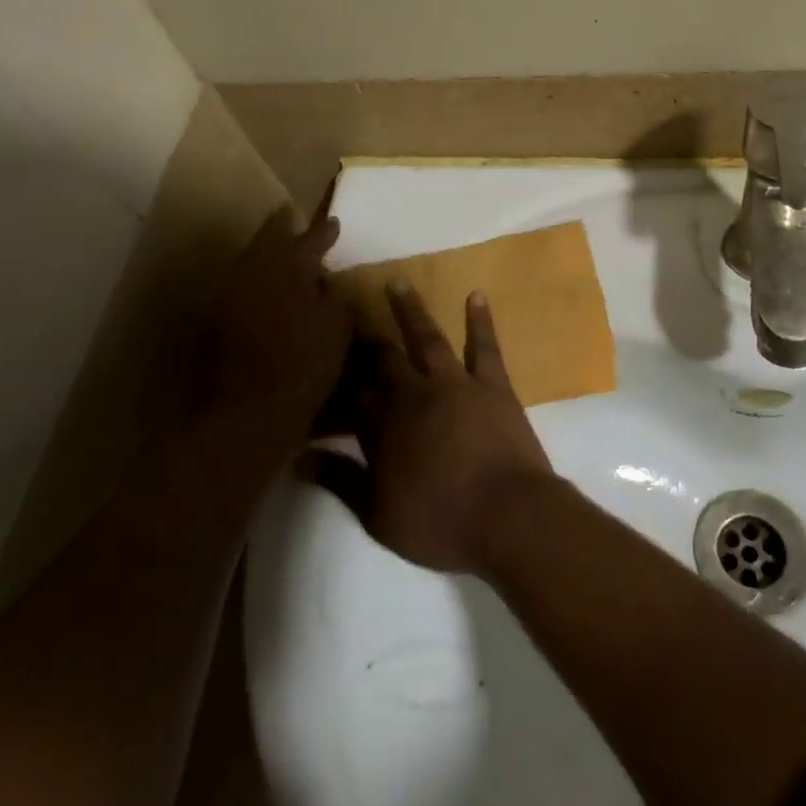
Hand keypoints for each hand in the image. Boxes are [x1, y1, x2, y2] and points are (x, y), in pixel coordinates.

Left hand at [183, 208, 352, 488]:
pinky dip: (255, 282)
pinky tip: (266, 292)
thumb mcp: (338, 329)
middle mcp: (254, 272)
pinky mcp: (216, 320)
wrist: (245, 412)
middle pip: (268, 238)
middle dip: (283, 228)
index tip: (334, 223)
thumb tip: (328, 282)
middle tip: (293, 219)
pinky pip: (240, 287)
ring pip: (250, 262)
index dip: (324, 231)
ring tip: (282, 256)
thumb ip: (336, 298)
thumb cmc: (303, 367)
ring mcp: (229, 294)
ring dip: (266, 255)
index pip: (310, 239)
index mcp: (289, 267)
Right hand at [305, 286, 553, 575]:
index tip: (327, 349)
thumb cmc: (440, 522)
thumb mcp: (379, 515)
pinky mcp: (492, 385)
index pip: (354, 393)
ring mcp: (455, 385)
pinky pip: (484, 346)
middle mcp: (415, 395)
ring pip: (428, 339)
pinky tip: (476, 295)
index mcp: (384, 428)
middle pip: (385, 359)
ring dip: (411, 311)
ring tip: (398, 283)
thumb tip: (298, 458)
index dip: (341, 373)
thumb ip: (340, 481)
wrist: (507, 515)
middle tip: (351, 306)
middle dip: (367, 335)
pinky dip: (479, 320)